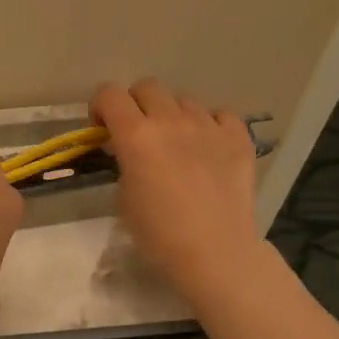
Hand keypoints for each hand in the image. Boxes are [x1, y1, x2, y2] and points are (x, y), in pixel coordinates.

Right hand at [91, 78, 265, 305]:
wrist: (215, 252)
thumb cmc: (159, 234)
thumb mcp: (124, 197)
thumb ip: (123, 162)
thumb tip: (128, 150)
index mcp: (136, 135)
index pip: (109, 93)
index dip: (101, 107)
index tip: (103, 130)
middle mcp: (171, 121)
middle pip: (147, 87)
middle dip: (135, 104)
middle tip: (137, 133)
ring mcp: (208, 125)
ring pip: (183, 99)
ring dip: (172, 114)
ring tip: (176, 142)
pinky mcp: (238, 137)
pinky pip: (220, 114)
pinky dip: (210, 124)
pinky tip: (207, 146)